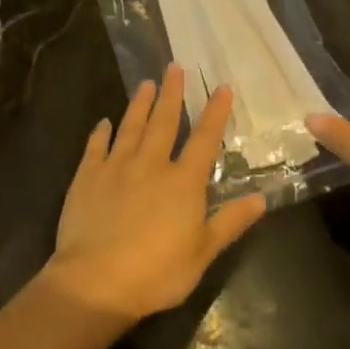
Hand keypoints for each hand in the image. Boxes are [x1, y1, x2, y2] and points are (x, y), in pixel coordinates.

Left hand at [43, 66, 266, 322]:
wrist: (97, 281)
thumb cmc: (157, 272)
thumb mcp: (203, 252)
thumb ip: (230, 222)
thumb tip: (261, 198)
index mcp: (183, 182)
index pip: (204, 139)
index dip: (215, 112)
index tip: (221, 87)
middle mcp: (151, 165)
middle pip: (164, 122)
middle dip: (172, 93)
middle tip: (175, 67)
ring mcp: (116, 168)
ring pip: (130, 127)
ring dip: (139, 104)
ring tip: (146, 83)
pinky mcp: (87, 177)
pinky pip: (96, 147)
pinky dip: (101, 133)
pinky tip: (104, 122)